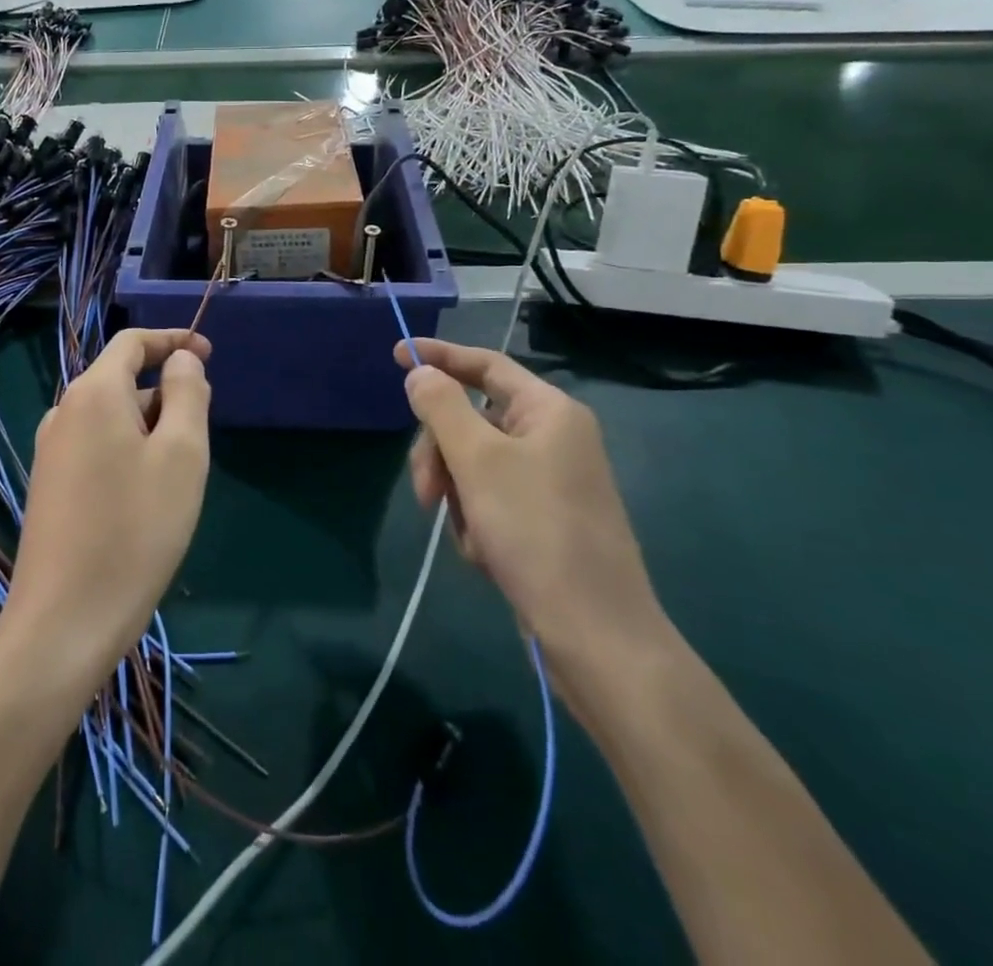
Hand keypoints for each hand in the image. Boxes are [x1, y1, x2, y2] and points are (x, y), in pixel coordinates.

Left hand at [0, 329, 212, 690]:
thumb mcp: (181, 455)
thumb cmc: (135, 530)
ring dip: (150, 428)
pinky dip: (129, 452)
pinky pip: (98, 447)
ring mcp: (51, 452)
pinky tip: (147, 498)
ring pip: (112, 418)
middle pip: (122, 380)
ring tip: (179, 475)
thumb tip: (182, 360)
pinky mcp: (50, 486)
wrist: (64, 622)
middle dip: (166, 393)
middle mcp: (64, 413)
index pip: (132, 342)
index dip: (173, 339)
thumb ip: (187, 394)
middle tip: (203, 436)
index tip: (209, 352)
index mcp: (93, 393)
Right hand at [394, 337, 672, 705]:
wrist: (596, 636)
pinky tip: (485, 554)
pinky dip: (476, 521)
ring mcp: (548, 481)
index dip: (440, 356)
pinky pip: (489, 499)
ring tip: (468, 535)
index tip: (396, 356)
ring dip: (456, 494)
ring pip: (474, 463)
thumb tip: (420, 372)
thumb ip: (441, 407)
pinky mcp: (542, 520)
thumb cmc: (536, 532)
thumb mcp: (478, 460)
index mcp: (549, 412)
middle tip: (425, 490)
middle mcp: (552, 438)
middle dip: (441, 452)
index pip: (486, 365)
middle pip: (471, 419)